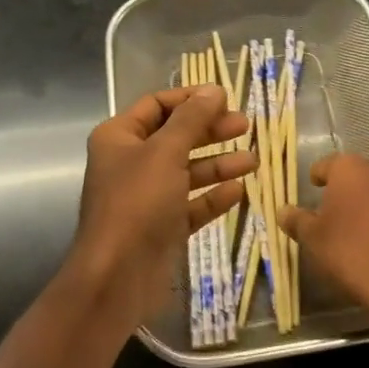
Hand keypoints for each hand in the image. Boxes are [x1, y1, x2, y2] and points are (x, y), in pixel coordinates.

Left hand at [74, 86, 255, 323]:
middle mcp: (131, 163)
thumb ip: (191, 119)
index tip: (225, 98)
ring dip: (219, 164)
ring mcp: (146, 197)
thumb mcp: (166, 152)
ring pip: (187, 172)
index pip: (157, 105)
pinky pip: (191, 205)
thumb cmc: (137, 203)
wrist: (116, 278)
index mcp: (119, 137)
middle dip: (210, 131)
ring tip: (252, 161)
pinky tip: (239, 192)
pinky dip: (212, 197)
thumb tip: (213, 89)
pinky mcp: (161, 227)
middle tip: (245, 126)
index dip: (190, 98)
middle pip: (176, 137)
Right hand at [280, 154, 368, 323]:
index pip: (327, 164)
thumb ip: (297, 220)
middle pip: (356, 175)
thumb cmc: (352, 254)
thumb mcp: (314, 240)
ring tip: (359, 228)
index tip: (313, 189)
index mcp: (351, 170)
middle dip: (345, 190)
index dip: (318, 177)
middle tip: (333, 212)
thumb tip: (283, 210)